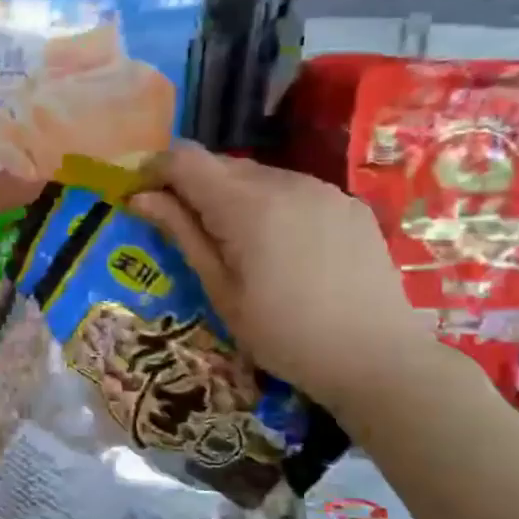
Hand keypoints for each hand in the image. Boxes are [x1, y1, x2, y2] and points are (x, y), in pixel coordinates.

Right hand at [128, 142, 442, 416]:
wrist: (378, 359)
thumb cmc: (283, 334)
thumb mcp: (220, 290)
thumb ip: (181, 233)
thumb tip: (140, 197)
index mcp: (247, 205)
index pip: (185, 159)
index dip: (155, 172)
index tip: (141, 200)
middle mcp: (286, 182)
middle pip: (221, 164)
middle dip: (192, 187)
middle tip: (183, 229)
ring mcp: (323, 189)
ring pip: (257, 175)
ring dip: (231, 196)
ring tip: (233, 244)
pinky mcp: (348, 204)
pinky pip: (292, 189)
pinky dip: (269, 204)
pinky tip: (277, 247)